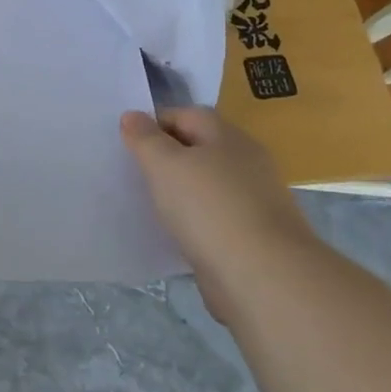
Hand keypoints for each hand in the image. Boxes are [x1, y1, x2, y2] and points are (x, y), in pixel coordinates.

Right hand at [119, 107, 316, 319]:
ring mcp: (253, 200)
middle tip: (132, 172)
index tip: (127, 144)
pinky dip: (193, 220)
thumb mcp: (164, 164)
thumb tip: (132, 115)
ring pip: (205, 184)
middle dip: (166, 157)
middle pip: (198, 148)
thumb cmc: (209, 207)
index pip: (186, 114)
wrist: (263, 276)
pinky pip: (213, 216)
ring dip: (179, 190)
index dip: (154, 123)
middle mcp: (246, 162)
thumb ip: (145, 138)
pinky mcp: (253, 235)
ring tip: (148, 203)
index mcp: (228, 136)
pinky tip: (174, 233)